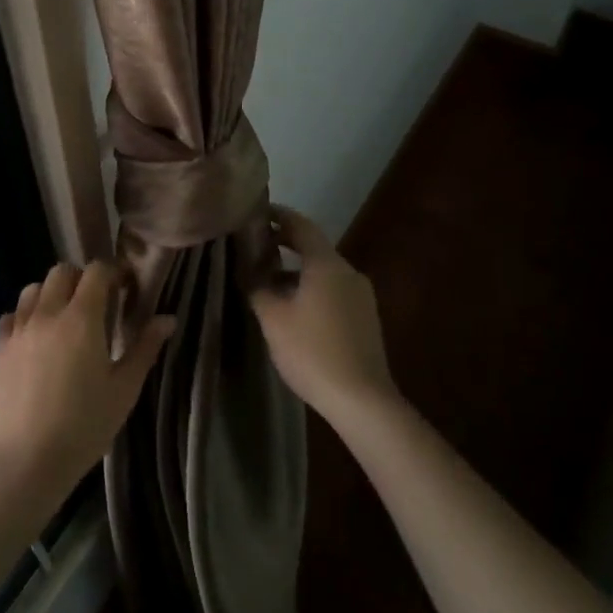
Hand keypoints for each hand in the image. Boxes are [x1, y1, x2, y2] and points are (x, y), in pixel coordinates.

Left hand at [0, 261, 174, 503]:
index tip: (124, 288)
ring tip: (64, 318)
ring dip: (51, 293)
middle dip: (82, 279)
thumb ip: (145, 348)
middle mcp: (48, 313)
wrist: (26, 463)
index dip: (113, 272)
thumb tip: (167, 318)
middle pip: (62, 271)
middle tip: (97, 304)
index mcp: (82, 318)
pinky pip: (11, 315)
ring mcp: (19, 329)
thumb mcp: (124, 389)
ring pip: (33, 288)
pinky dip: (24, 316)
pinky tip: (35, 338)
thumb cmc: (84, 426)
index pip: (96, 271)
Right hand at [251, 205, 397, 428]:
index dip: (278, 215)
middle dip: (285, 243)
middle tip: (256, 245)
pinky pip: (334, 290)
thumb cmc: (312, 352)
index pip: (300, 225)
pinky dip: (312, 288)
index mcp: (327, 263)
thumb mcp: (274, 318)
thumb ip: (257, 285)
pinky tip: (295, 309)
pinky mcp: (365, 318)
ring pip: (324, 271)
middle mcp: (348, 271)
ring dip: (297, 270)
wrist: (362, 400)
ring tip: (269, 281)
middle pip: (314, 247)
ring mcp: (361, 295)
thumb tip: (248, 266)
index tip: (256, 212)